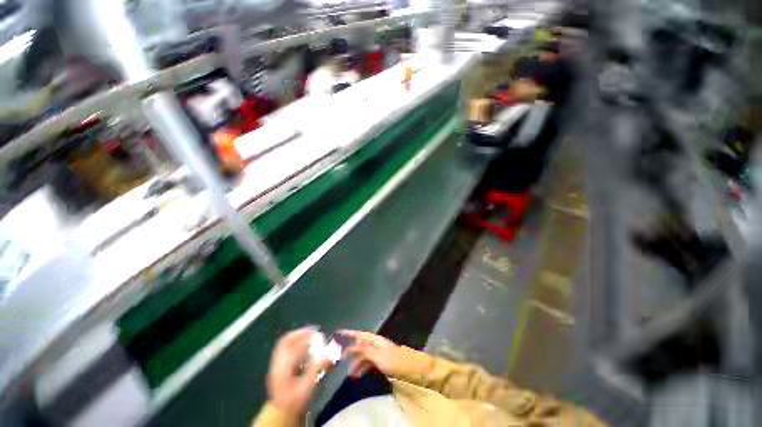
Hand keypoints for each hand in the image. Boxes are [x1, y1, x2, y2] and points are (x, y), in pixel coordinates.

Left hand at [266, 327, 330, 416]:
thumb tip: (328, 355)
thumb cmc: (296, 401)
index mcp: (282, 372)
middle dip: (299, 334)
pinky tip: (302, 342)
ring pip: (283, 344)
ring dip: (296, 336)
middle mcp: (276, 366)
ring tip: (308, 333)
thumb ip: (316, 371)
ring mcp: (274, 365)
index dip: (305, 341)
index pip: (293, 351)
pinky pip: (283, 348)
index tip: (317, 335)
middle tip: (312, 330)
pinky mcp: (276, 365)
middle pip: (284, 343)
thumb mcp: (307, 388)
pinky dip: (293, 341)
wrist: (281, 413)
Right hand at [339, 330, 399, 377]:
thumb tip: (354, 342)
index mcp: (374, 340)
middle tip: (340, 358)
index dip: (350, 333)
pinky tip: (358, 374)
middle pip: (360, 345)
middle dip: (350, 351)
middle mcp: (375, 344)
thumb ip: (365, 348)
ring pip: (363, 355)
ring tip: (349, 373)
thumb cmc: (392, 360)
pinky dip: (362, 367)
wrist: (407, 368)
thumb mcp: (377, 355)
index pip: (359, 334)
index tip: (339, 332)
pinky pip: (368, 362)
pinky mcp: (380, 360)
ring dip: (356, 363)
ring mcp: (378, 352)